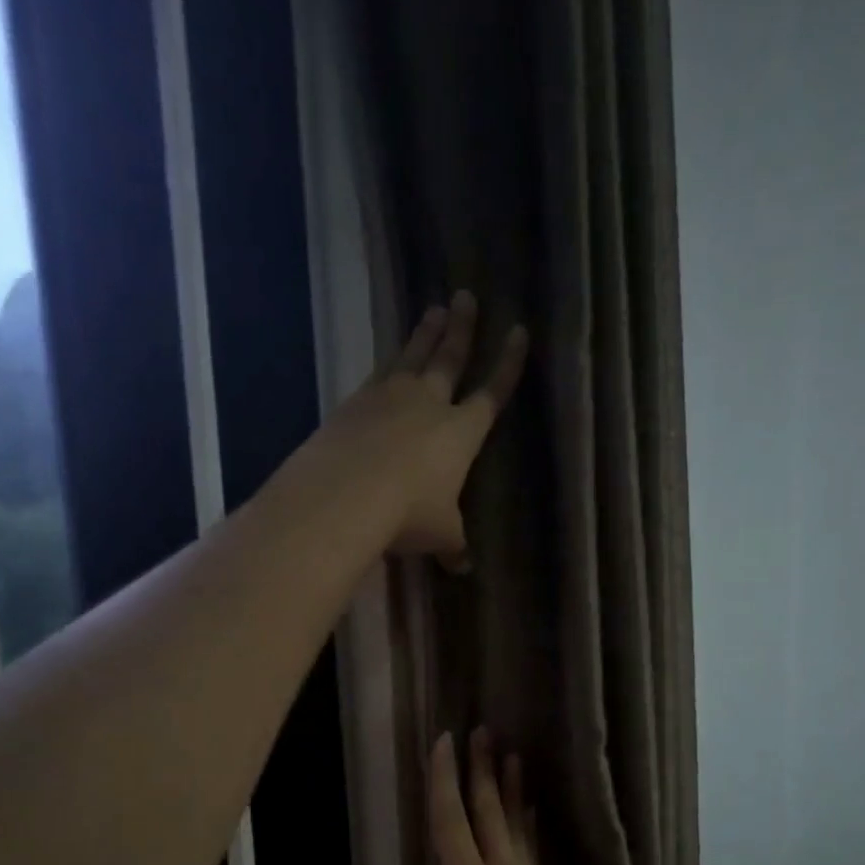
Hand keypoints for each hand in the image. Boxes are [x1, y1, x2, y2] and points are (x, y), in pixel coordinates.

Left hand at [319, 292, 528, 559]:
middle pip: (449, 358)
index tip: (518, 330)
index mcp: (461, 431)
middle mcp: (429, 403)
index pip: (493, 391)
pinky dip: (387, 364)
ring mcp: (389, 397)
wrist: (346, 494)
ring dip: (424, 333)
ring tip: (432, 309)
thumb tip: (463, 567)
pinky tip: (388, 360)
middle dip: (462, 328)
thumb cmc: (409, 513)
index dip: (507, 363)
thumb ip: (453, 545)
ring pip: (412, 356)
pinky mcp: (355, 402)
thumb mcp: (441, 535)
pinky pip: (378, 374)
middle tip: (465, 296)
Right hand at [428, 729, 589, 864]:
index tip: (444, 741)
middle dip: (481, 768)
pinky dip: (524, 820)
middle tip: (481, 730)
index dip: (444, 778)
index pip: (450, 821)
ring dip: (509, 787)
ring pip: (514, 824)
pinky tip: (526, 808)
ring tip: (511, 754)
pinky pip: (529, 847)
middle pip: (488, 811)